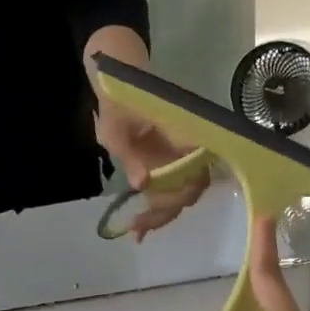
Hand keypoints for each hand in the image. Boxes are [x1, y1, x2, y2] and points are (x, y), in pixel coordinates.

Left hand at [97, 104, 207, 239]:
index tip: (148, 210)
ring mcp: (184, 155)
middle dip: (166, 211)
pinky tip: (141, 223)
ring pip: (184, 191)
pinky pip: (174, 186)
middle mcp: (192, 147)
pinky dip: (160, 205)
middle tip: (138, 227)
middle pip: (191, 188)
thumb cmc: (118, 102)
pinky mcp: (173, 160)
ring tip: (137, 229)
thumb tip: (143, 185)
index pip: (193, 174)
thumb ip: (130, 155)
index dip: (175, 197)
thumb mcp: (115, 129)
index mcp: (184, 135)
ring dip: (163, 212)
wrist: (121, 81)